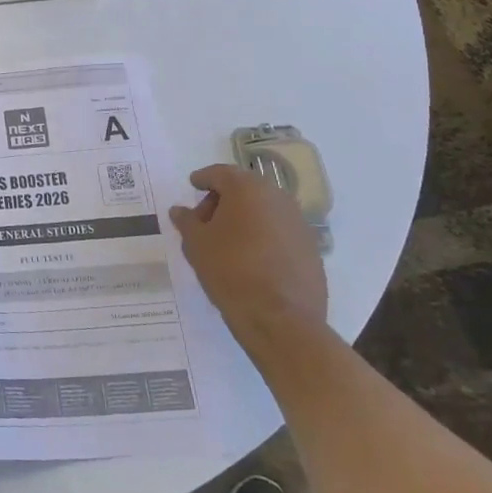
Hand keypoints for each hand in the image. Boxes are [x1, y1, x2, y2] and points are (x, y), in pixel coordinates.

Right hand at [168, 164, 327, 364]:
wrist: (281, 319)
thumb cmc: (230, 271)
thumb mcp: (196, 244)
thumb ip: (187, 221)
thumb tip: (180, 210)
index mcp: (246, 189)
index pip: (219, 173)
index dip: (203, 178)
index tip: (192, 185)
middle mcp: (277, 197)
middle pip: (244, 188)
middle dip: (223, 199)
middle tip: (205, 219)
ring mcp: (299, 222)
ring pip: (265, 209)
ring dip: (245, 217)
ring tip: (228, 241)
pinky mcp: (311, 247)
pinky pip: (280, 231)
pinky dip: (264, 235)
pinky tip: (251, 257)